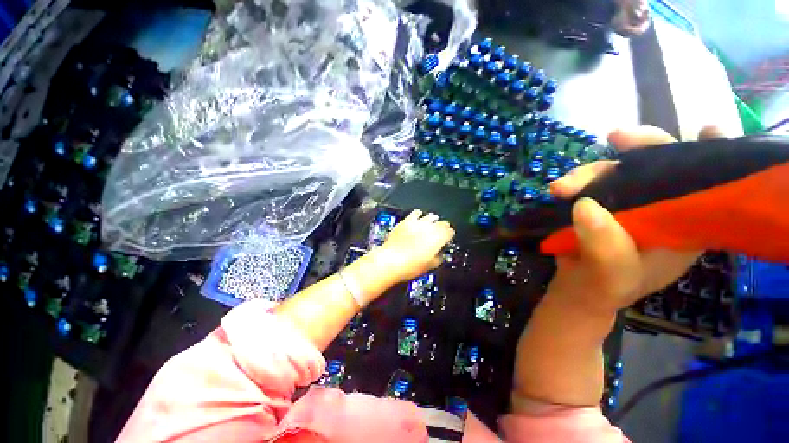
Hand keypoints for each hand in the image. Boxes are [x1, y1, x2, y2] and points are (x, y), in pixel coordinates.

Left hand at [376, 210, 454, 283]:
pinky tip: (417, 218)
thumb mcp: (428, 266)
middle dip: (443, 227)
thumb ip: (437, 259)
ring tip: (431, 223)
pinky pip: (415, 213)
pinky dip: (419, 215)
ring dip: (432, 220)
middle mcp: (429, 228)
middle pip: (442, 223)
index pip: (449, 232)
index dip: (449, 235)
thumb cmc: (410, 266)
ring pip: (430, 216)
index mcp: (438, 239)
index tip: (448, 237)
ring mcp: (417, 223)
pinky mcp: (406, 221)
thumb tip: (438, 256)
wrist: (390, 261)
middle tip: (441, 231)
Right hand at [544, 125, 723, 315]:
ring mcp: (628, 202)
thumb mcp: (611, 274)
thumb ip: (605, 247)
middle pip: (661, 166)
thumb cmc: (606, 286)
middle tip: (617, 138)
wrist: (577, 287)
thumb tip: (585, 205)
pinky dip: (575, 181)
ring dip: (590, 172)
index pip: (707, 185)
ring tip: (560, 188)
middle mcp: (662, 206)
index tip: (705, 132)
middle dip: (643, 148)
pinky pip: (591, 181)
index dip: (710, 156)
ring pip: (618, 171)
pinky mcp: (600, 201)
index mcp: (686, 225)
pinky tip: (559, 189)